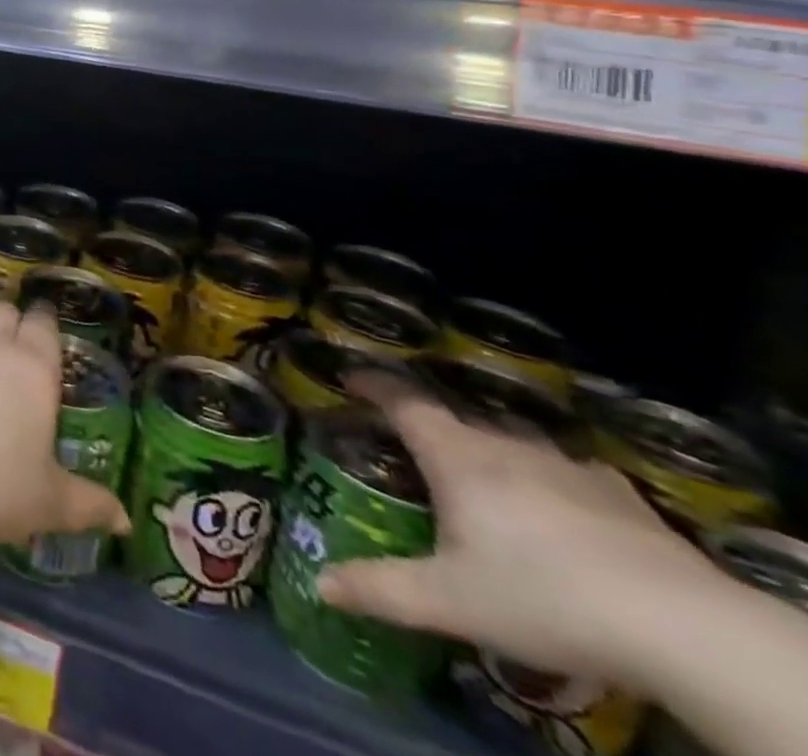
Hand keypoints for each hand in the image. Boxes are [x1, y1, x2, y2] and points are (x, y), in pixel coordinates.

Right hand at [319, 374, 715, 685]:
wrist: (684, 628)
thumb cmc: (542, 597)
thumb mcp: (449, 601)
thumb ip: (380, 588)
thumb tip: (320, 584)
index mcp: (455, 456)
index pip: (402, 401)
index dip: (372, 384)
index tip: (350, 375)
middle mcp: (504, 446)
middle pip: (455, 423)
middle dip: (430, 432)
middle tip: (413, 456)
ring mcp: (567, 467)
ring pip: (512, 446)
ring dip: (490, 458)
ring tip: (484, 488)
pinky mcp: (620, 496)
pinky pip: (566, 474)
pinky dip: (548, 484)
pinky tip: (560, 516)